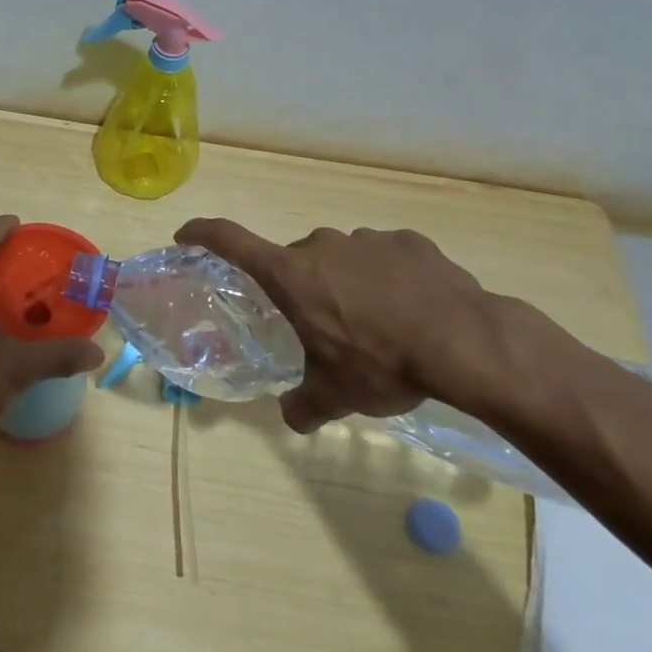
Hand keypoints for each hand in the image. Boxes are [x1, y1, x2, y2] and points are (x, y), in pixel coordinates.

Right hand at [175, 218, 498, 433]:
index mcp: (291, 275)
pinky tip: (410, 309)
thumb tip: (291, 417)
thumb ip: (304, 406)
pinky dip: (387, 278)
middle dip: (301, 288)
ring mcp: (367, 240)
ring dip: (346, 283)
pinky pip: (384, 257)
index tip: (186, 235)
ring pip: (341, 258)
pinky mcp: (409, 242)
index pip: (229, 240)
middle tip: (322, 326)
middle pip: (295, 261)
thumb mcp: (336, 395)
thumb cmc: (382, 363)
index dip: (202, 233)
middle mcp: (322, 246)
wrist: (465, 342)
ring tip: (375, 324)